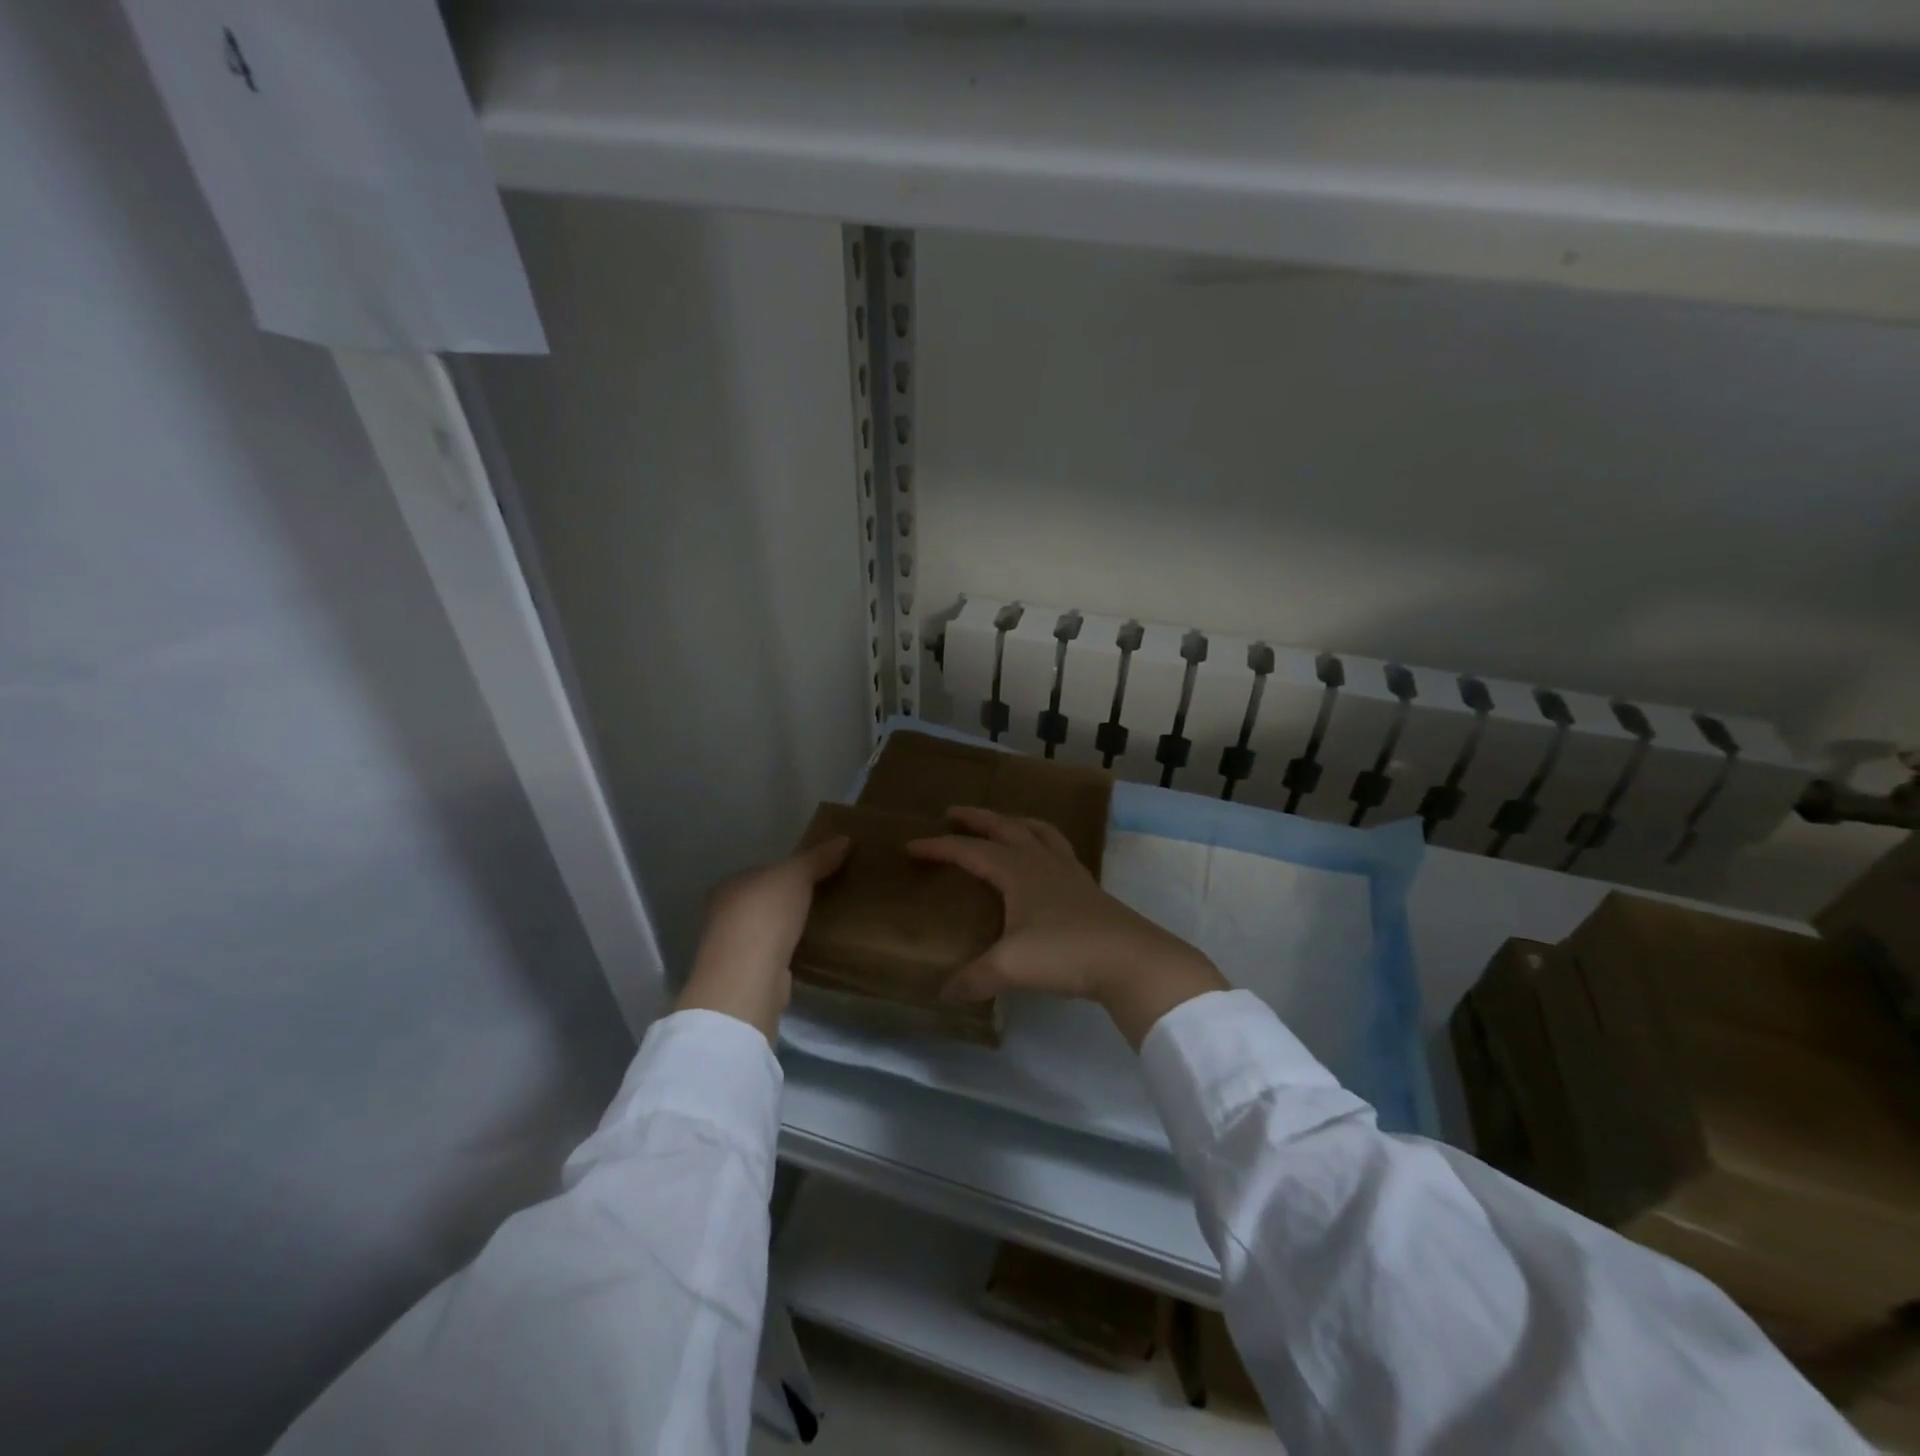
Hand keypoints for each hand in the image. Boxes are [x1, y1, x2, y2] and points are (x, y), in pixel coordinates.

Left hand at [676, 836, 850, 1043]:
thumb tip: (845, 839)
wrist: (747, 978)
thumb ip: (817, 858)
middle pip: (762, 901)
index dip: (786, 871)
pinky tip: (808, 950)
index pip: (761, 872)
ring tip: (820, 923)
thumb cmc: (765, 915)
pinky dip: (787, 951)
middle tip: (822, 897)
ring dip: (787, 928)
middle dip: (787, 900)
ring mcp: (733, 948)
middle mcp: (724, 914)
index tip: (814, 874)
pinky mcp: (746, 975)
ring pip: (766, 929)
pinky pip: (772, 954)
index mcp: (730, 886)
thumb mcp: (796, 876)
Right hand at [907, 807, 1227, 1048]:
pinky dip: (1043, 842)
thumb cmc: (1065, 952)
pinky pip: (1058, 850)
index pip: (969, 851)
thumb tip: (945, 993)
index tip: (911, 846)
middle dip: (976, 818)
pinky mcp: (1087, 887)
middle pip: (1004, 827)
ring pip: (1037, 832)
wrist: (1130, 959)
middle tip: (952, 813)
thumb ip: (975, 978)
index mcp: (1017, 871)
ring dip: (1014, 822)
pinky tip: (1043, 860)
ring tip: (1002, 823)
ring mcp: (1068, 871)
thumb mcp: (1011, 967)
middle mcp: (1041, 861)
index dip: (939, 847)